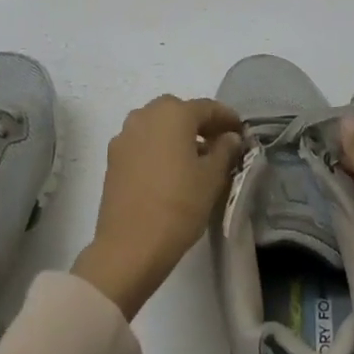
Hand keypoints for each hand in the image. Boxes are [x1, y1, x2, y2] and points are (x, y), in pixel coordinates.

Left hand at [72, 95, 242, 319]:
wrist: (129, 246)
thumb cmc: (179, 206)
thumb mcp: (212, 178)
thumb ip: (224, 150)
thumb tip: (229, 137)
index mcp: (173, 114)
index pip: (207, 107)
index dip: (226, 118)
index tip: (241, 131)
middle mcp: (145, 115)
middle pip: (178, 111)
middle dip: (199, 123)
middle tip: (218, 142)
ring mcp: (125, 136)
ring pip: (157, 125)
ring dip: (176, 134)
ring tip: (193, 157)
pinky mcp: (113, 158)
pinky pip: (142, 142)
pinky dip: (157, 147)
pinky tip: (168, 169)